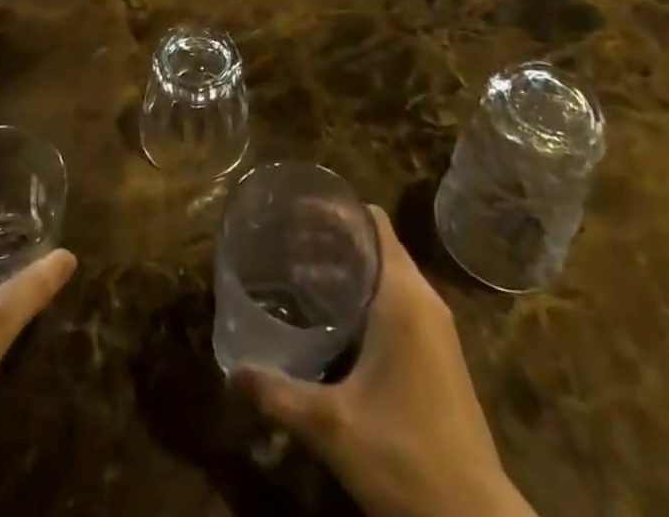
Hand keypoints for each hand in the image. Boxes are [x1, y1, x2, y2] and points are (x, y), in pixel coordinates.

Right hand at [232, 208, 536, 516]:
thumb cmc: (405, 458)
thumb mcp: (332, 427)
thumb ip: (278, 394)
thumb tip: (229, 374)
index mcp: (403, 296)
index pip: (372, 222)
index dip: (335, 210)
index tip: (294, 212)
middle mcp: (424, 300)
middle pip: (376, 243)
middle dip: (332, 239)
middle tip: (286, 243)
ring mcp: (436, 329)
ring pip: (388, 274)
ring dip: (348, 269)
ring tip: (299, 276)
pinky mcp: (439, 355)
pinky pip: (398, 301)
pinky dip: (365, 296)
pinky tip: (334, 322)